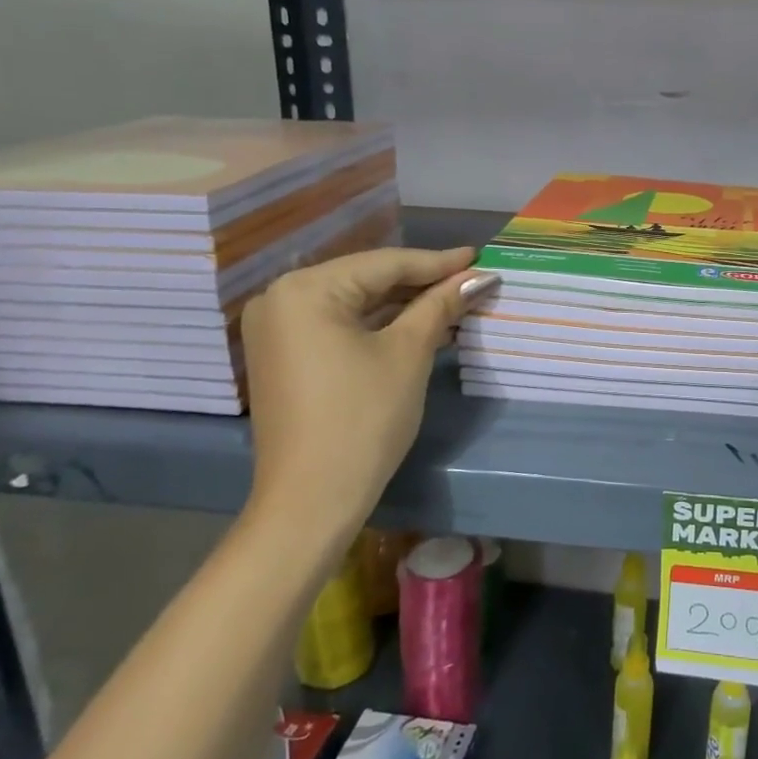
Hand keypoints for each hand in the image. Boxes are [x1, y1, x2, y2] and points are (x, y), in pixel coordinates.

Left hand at [240, 246, 496, 549]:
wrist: (311, 500)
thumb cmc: (363, 419)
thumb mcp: (408, 354)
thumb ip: (440, 305)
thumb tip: (478, 277)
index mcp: (304, 290)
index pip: (384, 264)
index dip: (438, 262)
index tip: (479, 258)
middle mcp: (281, 299)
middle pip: (367, 280)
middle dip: (422, 283)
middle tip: (471, 280)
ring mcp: (278, 330)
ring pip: (355, 304)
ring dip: (404, 306)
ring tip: (454, 302)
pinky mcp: (285, 357)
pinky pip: (339, 327)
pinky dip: (379, 326)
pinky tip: (420, 326)